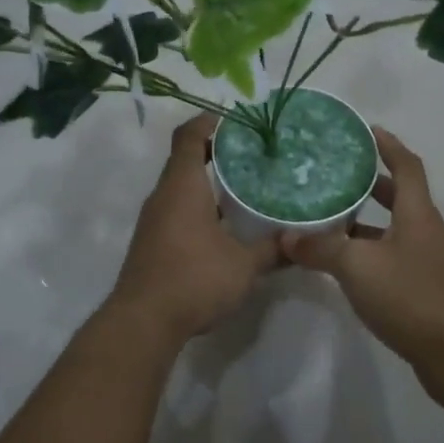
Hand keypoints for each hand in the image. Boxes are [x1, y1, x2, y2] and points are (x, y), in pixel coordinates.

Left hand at [110, 113, 280, 342]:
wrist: (144, 321)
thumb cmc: (194, 279)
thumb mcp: (244, 265)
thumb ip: (272, 249)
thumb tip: (299, 241)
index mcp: (182, 186)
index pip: (188, 136)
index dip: (209, 121)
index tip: (235, 121)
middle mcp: (163, 196)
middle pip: (184, 159)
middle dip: (215, 152)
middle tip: (252, 155)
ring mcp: (154, 220)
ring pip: (181, 187)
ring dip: (207, 182)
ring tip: (244, 187)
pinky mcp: (152, 242)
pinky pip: (177, 210)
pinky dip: (199, 206)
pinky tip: (225, 225)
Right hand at [280, 128, 443, 375]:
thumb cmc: (410, 296)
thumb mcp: (357, 267)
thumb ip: (320, 249)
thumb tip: (285, 237)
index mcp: (416, 213)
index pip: (406, 166)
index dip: (389, 146)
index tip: (367, 130)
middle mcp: (424, 230)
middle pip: (399, 195)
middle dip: (370, 182)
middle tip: (336, 174)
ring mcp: (424, 260)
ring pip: (391, 228)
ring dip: (364, 220)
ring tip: (327, 215)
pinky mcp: (420, 286)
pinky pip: (389, 254)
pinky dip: (366, 250)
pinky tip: (340, 261)